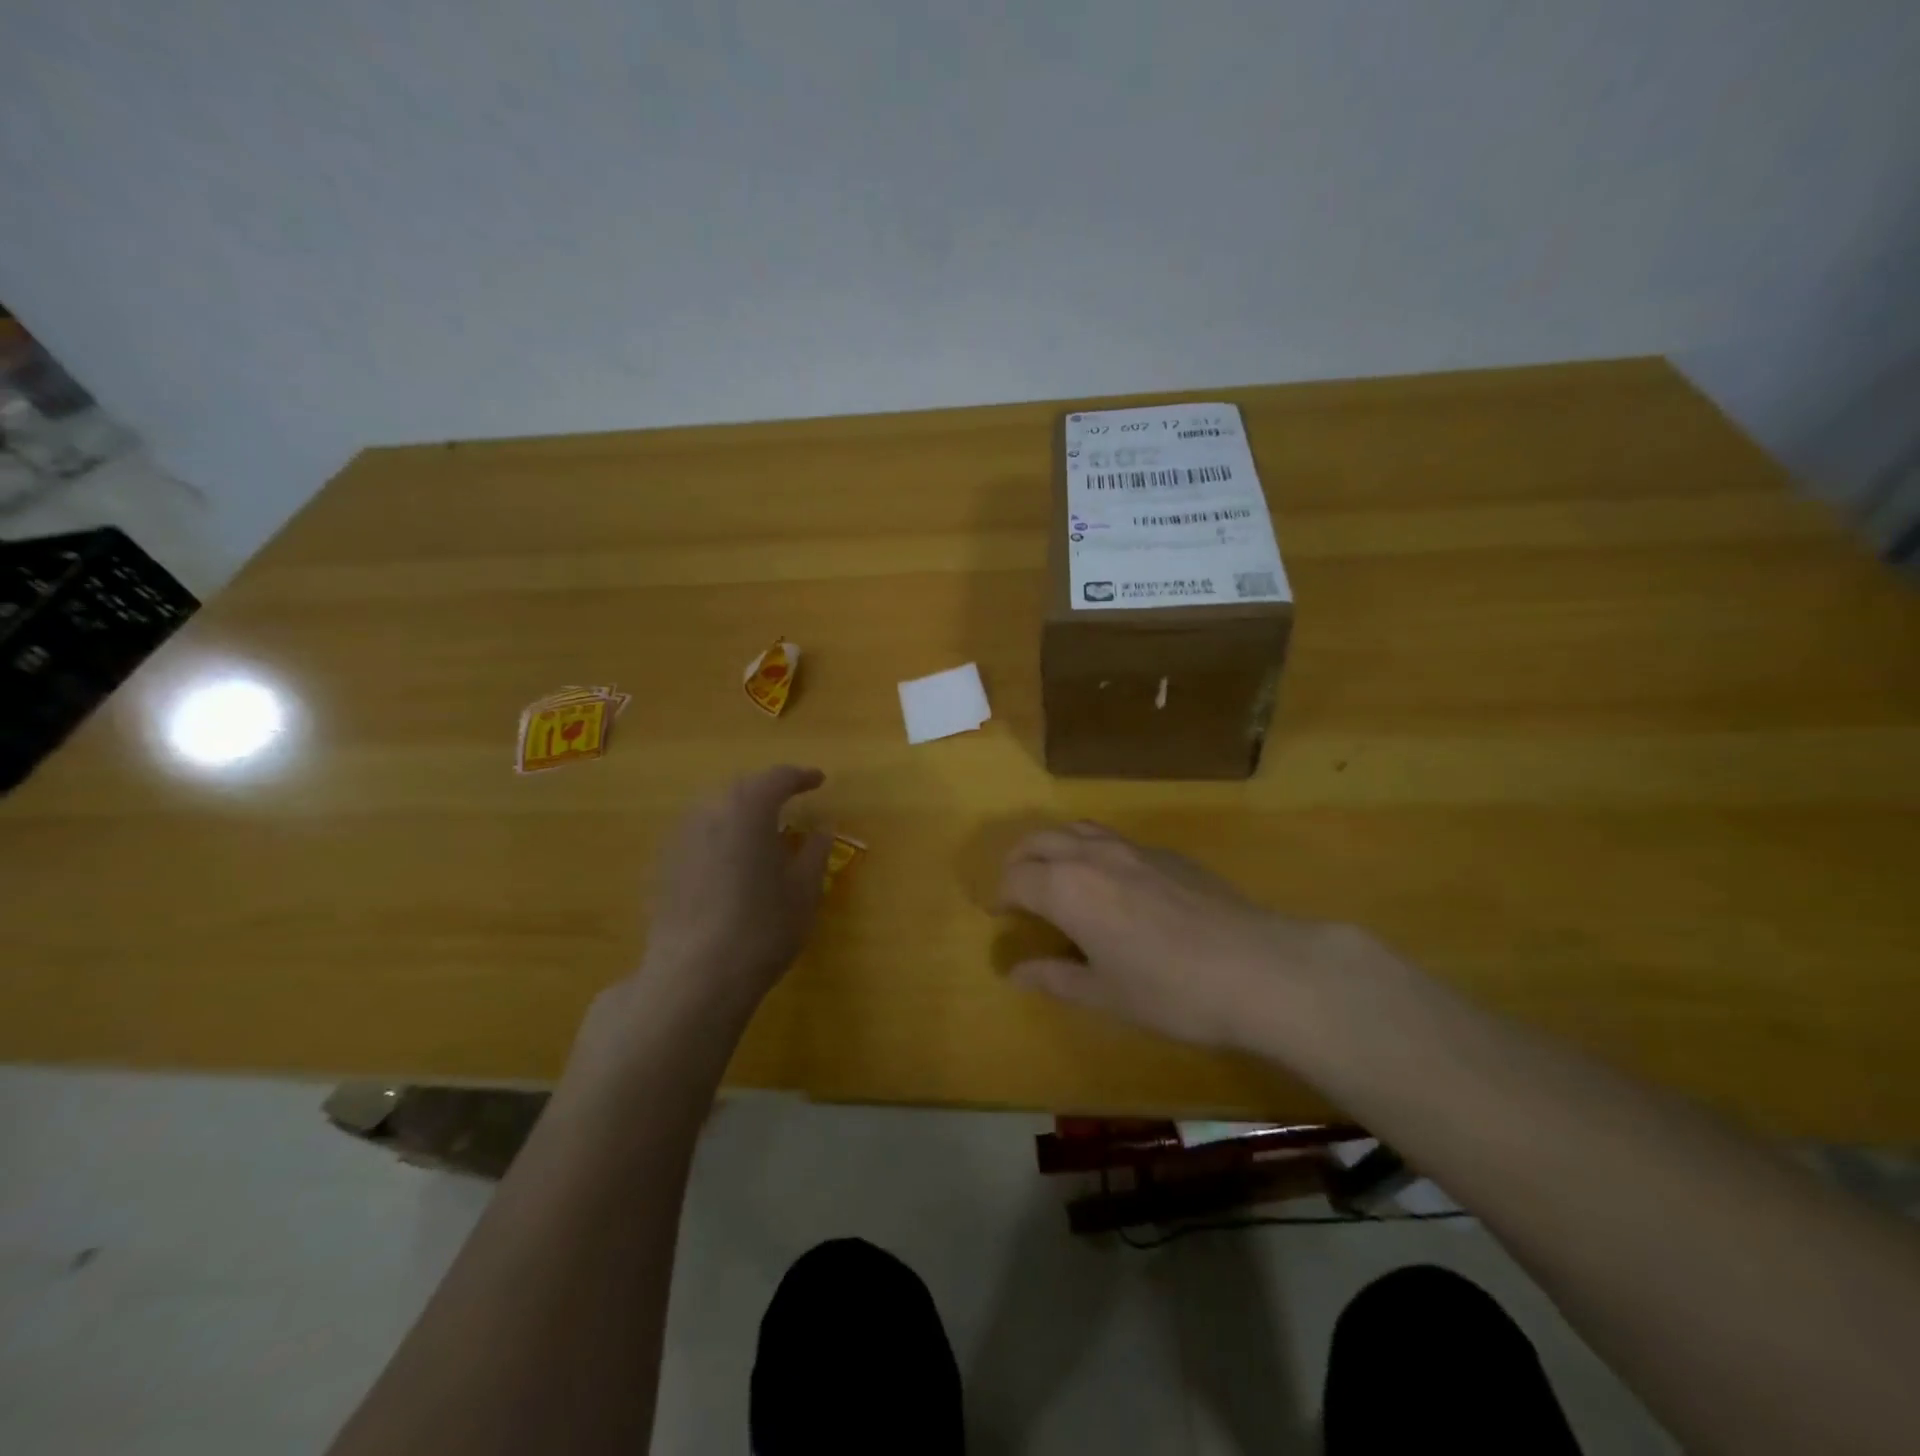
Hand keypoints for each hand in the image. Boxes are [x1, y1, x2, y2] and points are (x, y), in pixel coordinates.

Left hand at [636, 765, 833, 1016]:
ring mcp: (679, 840)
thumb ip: (815, 852)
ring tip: (759, 836)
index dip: (801, 777)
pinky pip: (696, 838)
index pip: (777, 778)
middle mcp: (709, 814)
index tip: (819, 781)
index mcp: (749, 810)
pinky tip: (728, 866)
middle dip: (767, 792)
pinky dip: (718, 840)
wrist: (694, 978)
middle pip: (741, 790)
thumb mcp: (804, 891)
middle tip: (790, 805)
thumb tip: (822, 828)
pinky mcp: (662, 868)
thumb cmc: (762, 928)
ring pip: (714, 812)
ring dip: (739, 815)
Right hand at [997, 821, 1379, 1051]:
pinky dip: (1093, 849)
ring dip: (1055, 846)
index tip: (1002, 916)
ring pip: (1078, 829)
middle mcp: (1093, 856)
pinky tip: (1112, 882)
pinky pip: (1114, 838)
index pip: (1016, 878)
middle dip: (1019, 861)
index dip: (1002, 896)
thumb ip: (1055, 977)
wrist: (1257, 968)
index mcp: (1067, 889)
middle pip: (1039, 840)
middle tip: (1018, 890)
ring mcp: (1134, 848)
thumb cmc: (1169, 991)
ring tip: (1057, 875)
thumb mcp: (1105, 994)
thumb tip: (1015, 972)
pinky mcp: (1168, 853)